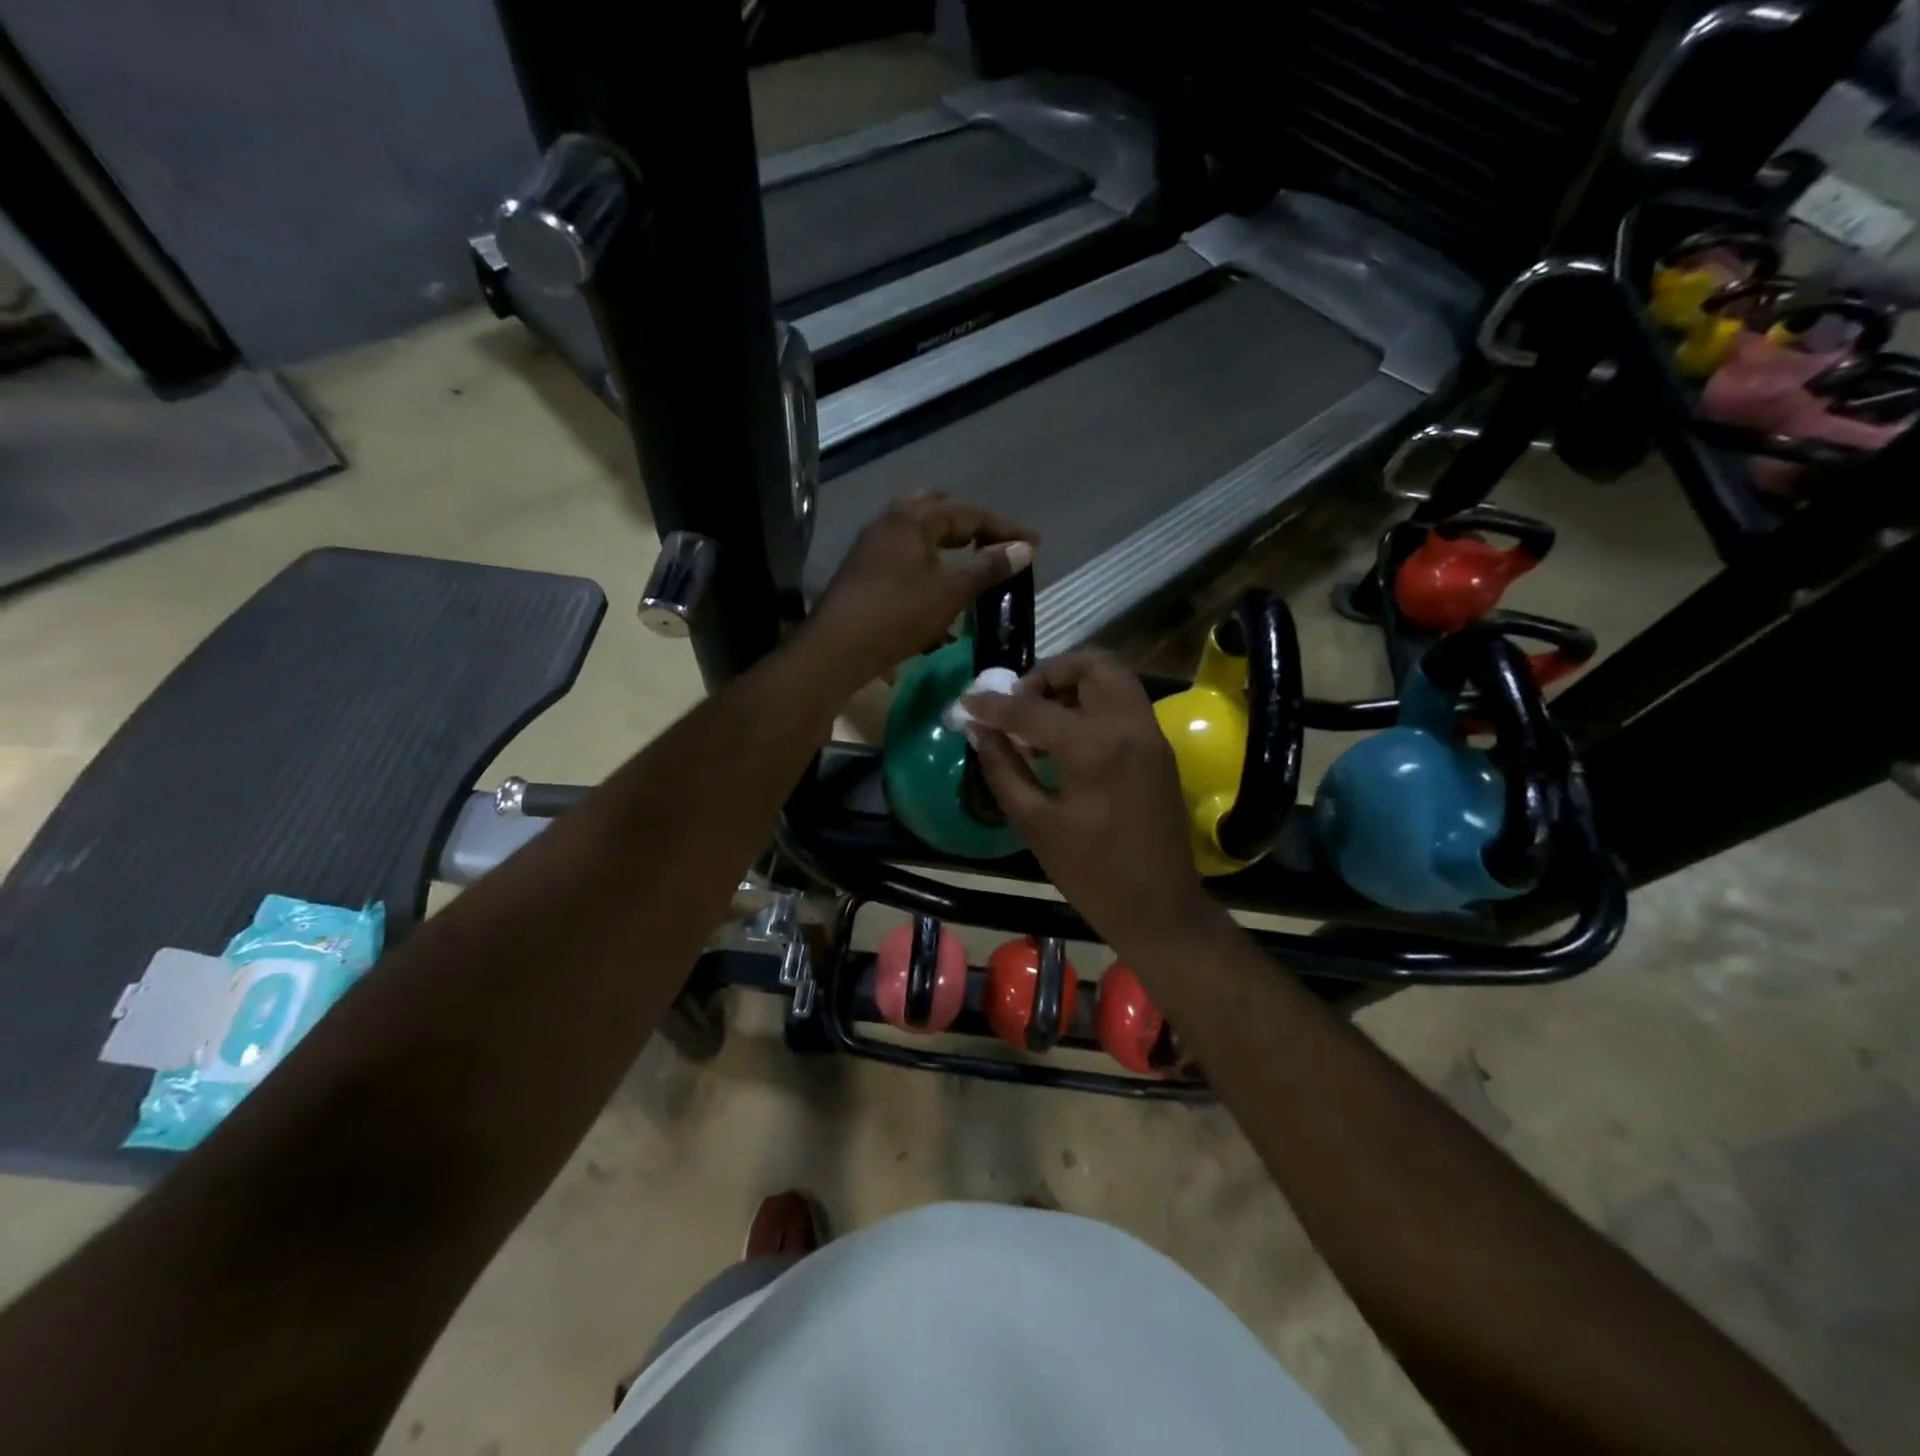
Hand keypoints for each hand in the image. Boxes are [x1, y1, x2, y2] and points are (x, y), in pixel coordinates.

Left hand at [804, 494, 1037, 684]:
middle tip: (997, 544)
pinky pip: (906, 559)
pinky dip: (930, 568)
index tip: (1034, 544)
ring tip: (973, 567)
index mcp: (912, 519)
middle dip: (972, 526)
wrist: (836, 649)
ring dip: (949, 548)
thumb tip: (1023, 549)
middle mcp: (890, 522)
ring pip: (920, 537)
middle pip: (939, 512)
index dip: (1005, 528)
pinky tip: (941, 596)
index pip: (969, 513)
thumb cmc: (896, 615)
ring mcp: (873, 547)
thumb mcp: (949, 592)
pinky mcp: (865, 573)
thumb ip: (987, 568)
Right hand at [963, 652, 1228, 963]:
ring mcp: (1151, 734)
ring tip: (1038, 719)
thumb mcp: (1035, 823)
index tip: (966, 701)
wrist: (1159, 907)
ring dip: (1073, 684)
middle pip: (1092, 664)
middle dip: (1048, 673)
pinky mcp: (1159, 748)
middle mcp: (1130, 725)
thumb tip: (980, 730)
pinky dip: (1093, 703)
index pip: (1033, 708)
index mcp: (1096, 747)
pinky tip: (1065, 739)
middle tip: (1019, 701)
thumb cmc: (1091, 873)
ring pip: (1113, 678)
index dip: (993, 704)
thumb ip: (1003, 768)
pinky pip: (1124, 703)